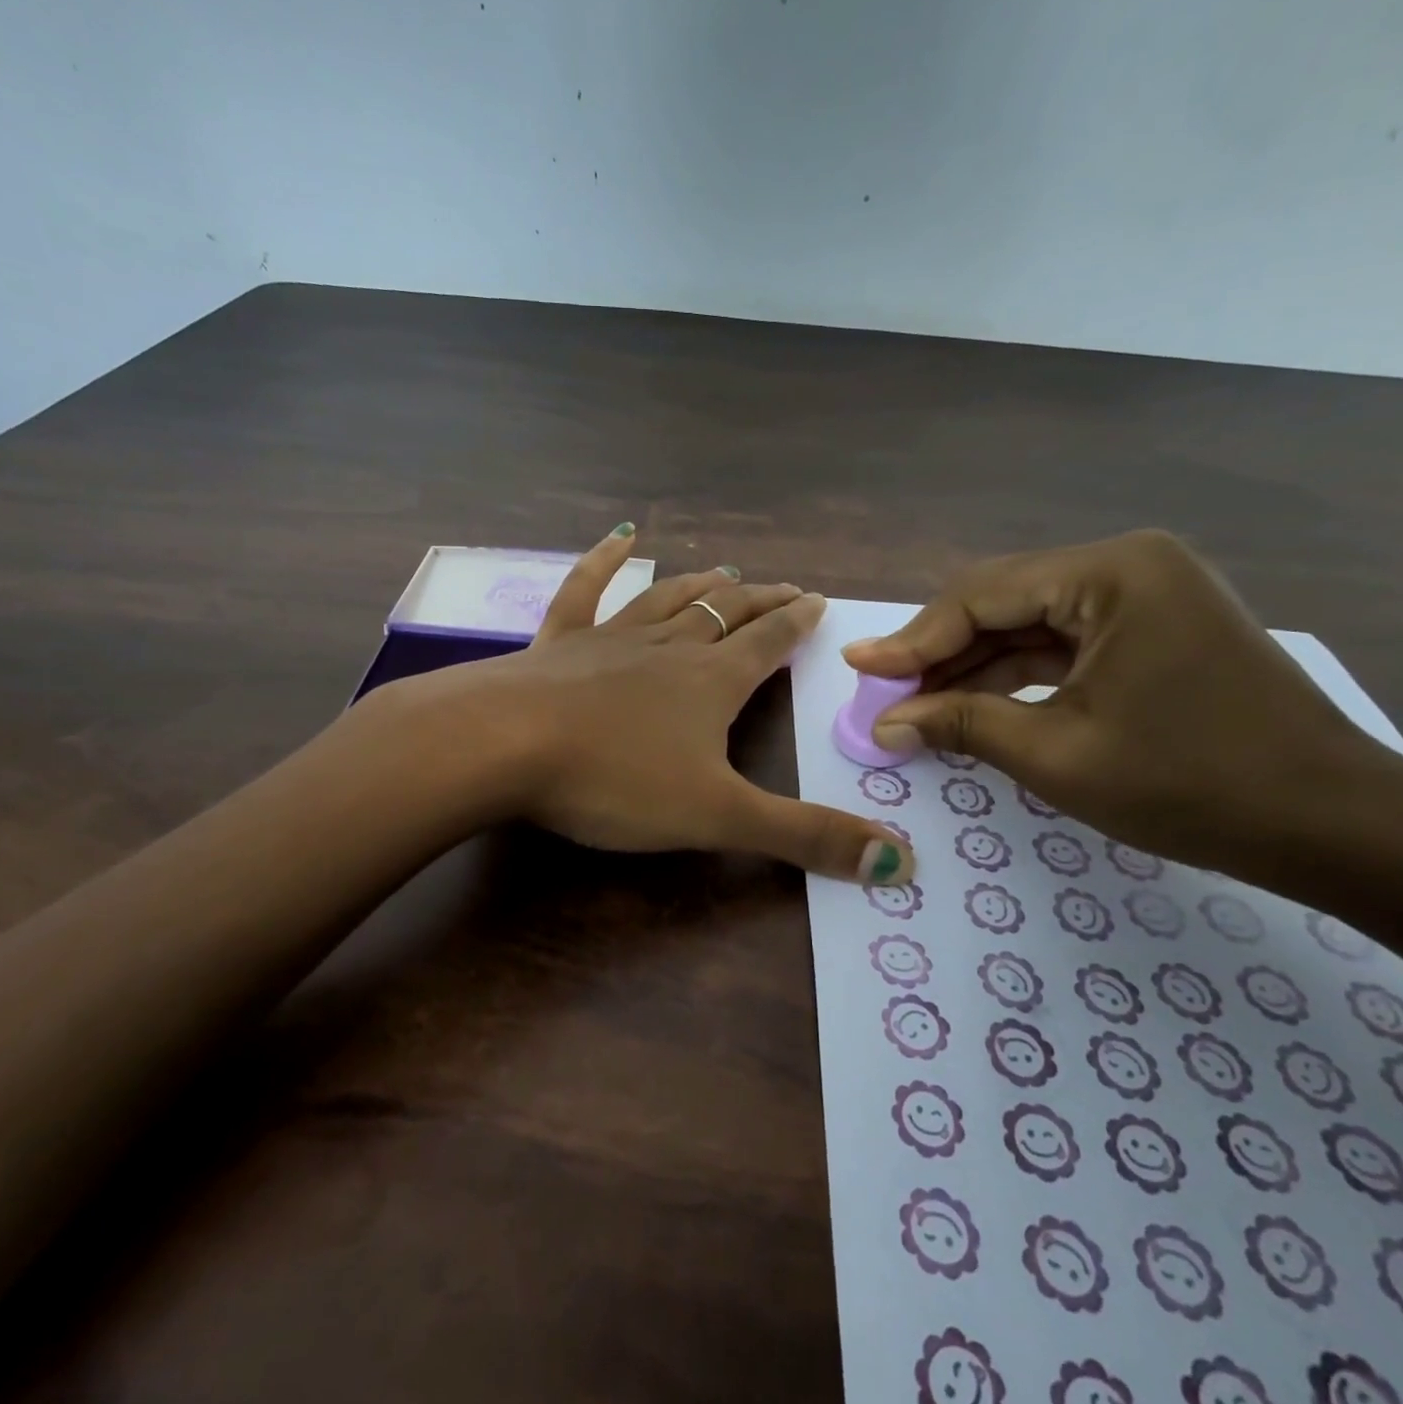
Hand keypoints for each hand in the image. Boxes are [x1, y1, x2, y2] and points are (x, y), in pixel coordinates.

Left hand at [371, 527, 915, 884]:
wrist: (502, 745)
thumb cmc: (614, 780)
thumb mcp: (718, 817)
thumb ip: (804, 836)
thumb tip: (900, 865)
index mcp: (711, 682)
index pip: (769, 644)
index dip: (797, 624)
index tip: (819, 601)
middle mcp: (667, 647)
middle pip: (724, 613)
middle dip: (759, 601)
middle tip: (784, 588)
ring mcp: (608, 638)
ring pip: (667, 598)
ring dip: (699, 584)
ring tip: (724, 570)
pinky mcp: (556, 643)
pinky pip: (585, 590)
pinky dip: (602, 561)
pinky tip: (619, 538)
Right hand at [844, 530, 1390, 876]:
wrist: (1334, 826)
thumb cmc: (1192, 785)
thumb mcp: (1057, 754)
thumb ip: (961, 725)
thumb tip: (883, 725)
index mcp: (1111, 573)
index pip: (981, 596)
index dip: (912, 639)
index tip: (858, 668)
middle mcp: (1127, 565)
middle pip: (1001, 603)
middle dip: (938, 653)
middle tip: (881, 694)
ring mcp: (1144, 596)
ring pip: (1027, 625)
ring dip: (970, 667)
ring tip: (913, 707)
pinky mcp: (1151, 629)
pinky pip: (1060, 644)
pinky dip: (1013, 676)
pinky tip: (969, 705)